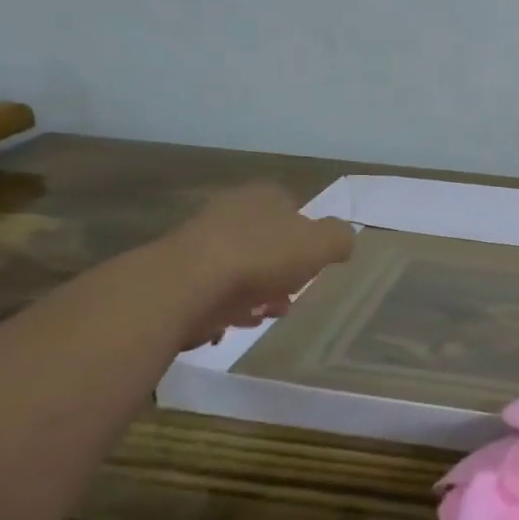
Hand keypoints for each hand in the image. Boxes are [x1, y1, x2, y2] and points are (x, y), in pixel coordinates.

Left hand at [156, 185, 356, 349]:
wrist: (184, 287)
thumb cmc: (260, 257)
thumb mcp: (321, 244)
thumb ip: (339, 238)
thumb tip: (343, 240)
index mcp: (265, 196)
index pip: (294, 210)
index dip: (307, 240)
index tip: (313, 268)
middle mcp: (230, 210)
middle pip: (266, 241)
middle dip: (281, 271)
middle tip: (290, 297)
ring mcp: (199, 241)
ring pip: (239, 267)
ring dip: (254, 292)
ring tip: (263, 316)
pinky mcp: (176, 274)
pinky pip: (211, 291)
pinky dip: (225, 306)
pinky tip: (233, 324)